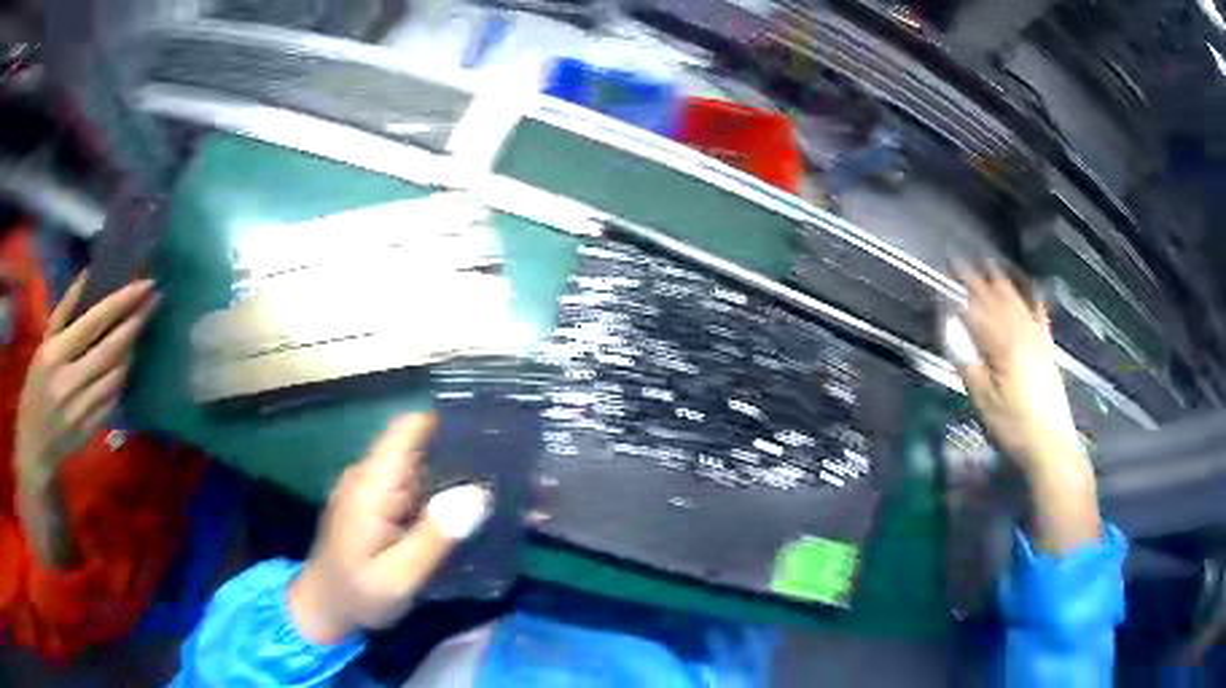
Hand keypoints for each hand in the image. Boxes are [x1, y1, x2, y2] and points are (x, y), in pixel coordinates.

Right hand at [15, 274, 159, 496]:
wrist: (35, 443)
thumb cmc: (36, 385)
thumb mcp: (44, 343)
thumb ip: (65, 310)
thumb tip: (89, 274)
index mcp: (55, 355)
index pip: (93, 322)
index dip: (121, 302)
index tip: (144, 284)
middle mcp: (69, 382)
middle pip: (110, 350)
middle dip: (135, 322)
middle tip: (154, 300)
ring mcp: (81, 410)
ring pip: (116, 376)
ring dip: (131, 350)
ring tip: (140, 327)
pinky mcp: (90, 430)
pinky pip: (114, 400)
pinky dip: (122, 378)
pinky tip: (127, 362)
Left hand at [289, 414, 491, 644]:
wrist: (322, 608)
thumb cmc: (357, 595)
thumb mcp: (399, 577)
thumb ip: (434, 537)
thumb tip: (477, 494)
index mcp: (371, 485)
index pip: (408, 429)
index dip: (447, 421)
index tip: (490, 431)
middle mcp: (369, 476)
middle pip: (418, 444)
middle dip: (460, 453)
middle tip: (508, 471)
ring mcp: (370, 488)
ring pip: (418, 465)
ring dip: (452, 475)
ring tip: (497, 487)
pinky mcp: (375, 503)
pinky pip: (412, 486)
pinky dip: (438, 493)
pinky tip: (466, 510)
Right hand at [950, 261, 1080, 469]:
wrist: (1050, 445)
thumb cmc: (1013, 426)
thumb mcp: (983, 401)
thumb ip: (968, 363)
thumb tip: (951, 331)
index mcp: (1002, 346)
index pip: (976, 310)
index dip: (959, 290)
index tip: (945, 273)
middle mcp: (1021, 334)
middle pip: (996, 299)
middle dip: (977, 279)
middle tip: (961, 262)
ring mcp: (1037, 340)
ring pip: (1017, 302)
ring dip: (1001, 282)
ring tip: (989, 265)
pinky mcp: (1047, 349)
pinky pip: (1038, 315)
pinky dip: (1031, 298)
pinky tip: (1028, 289)